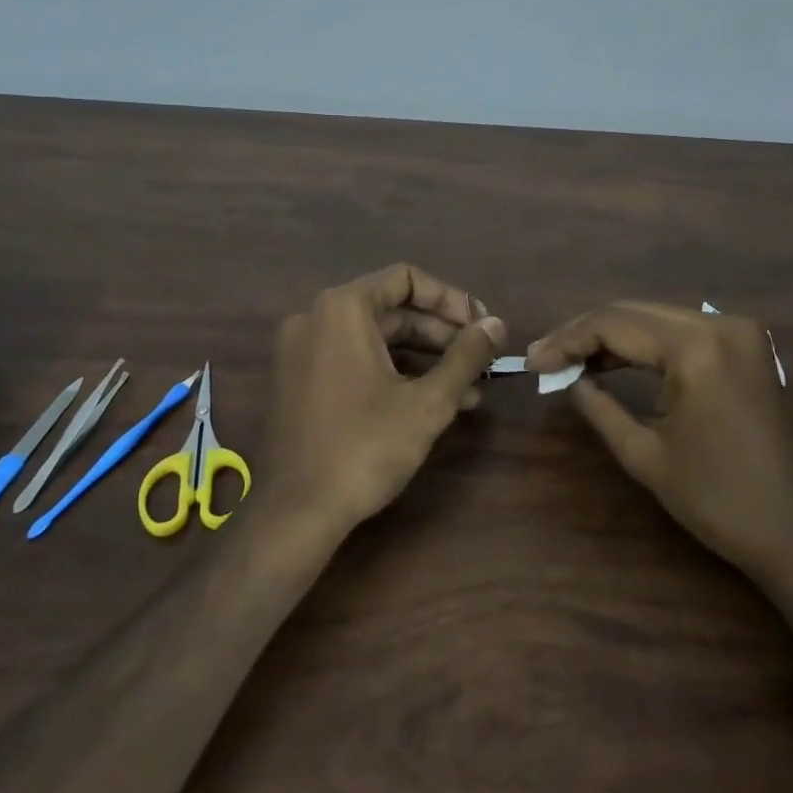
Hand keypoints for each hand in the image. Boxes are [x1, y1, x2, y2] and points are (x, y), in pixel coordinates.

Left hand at [262, 263, 505, 534]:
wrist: (295, 513)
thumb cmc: (364, 447)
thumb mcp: (427, 402)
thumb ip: (466, 357)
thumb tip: (498, 325)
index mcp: (342, 308)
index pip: (406, 279)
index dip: (451, 299)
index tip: (482, 327)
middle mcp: (316, 317)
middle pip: (392, 309)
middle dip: (443, 334)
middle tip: (482, 359)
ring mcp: (303, 350)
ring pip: (377, 339)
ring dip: (424, 359)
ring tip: (470, 388)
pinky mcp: (300, 380)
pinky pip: (355, 360)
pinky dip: (394, 373)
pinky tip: (433, 402)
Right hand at [526, 302, 792, 567]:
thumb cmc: (717, 500)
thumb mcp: (644, 455)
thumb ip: (598, 407)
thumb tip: (568, 379)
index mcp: (696, 348)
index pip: (615, 324)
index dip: (567, 340)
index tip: (532, 362)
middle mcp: (718, 324)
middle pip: (633, 312)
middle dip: (584, 333)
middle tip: (543, 358)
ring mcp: (736, 332)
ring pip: (653, 318)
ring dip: (610, 336)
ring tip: (567, 360)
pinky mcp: (742, 346)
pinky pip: (678, 332)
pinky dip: (642, 344)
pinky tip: (611, 361)